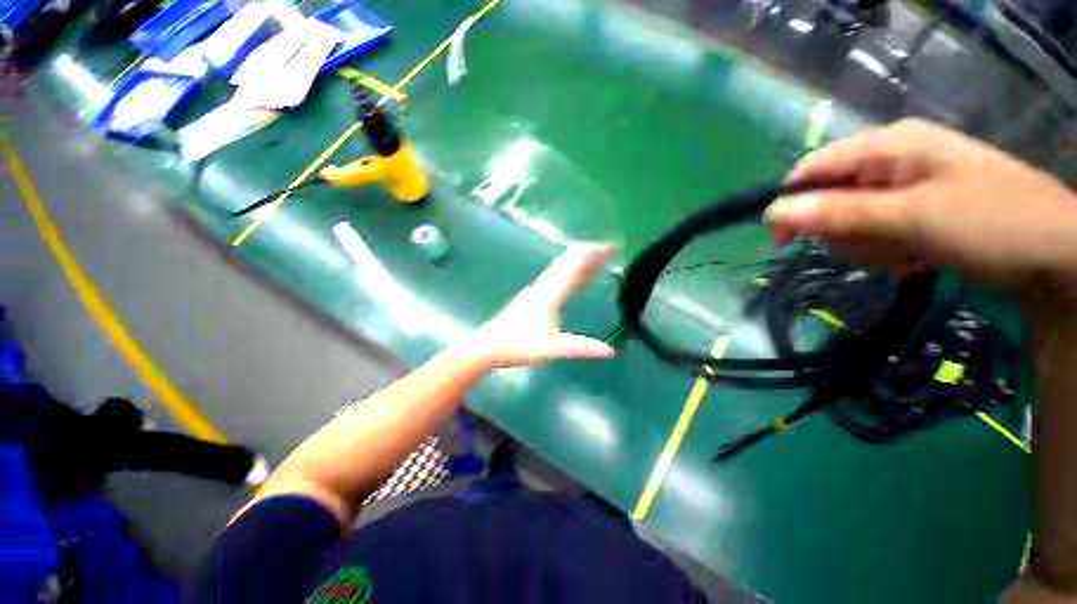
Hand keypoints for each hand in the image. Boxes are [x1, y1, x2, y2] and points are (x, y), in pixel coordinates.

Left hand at [468, 244, 614, 368]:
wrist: (489, 346)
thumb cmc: (518, 346)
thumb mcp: (551, 349)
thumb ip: (579, 348)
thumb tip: (609, 351)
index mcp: (550, 295)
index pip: (575, 269)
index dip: (592, 256)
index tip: (609, 246)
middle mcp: (543, 287)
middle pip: (568, 263)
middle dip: (588, 253)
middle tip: (607, 248)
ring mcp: (536, 289)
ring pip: (560, 268)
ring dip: (577, 259)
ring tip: (592, 254)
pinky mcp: (531, 295)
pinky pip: (554, 274)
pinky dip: (566, 268)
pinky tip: (566, 271)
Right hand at [765, 119, 1076, 309]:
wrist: (1056, 254)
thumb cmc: (991, 222)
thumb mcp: (912, 217)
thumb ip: (841, 212)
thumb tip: (774, 212)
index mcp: (888, 145)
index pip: (813, 169)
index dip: (791, 204)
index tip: (782, 242)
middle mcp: (890, 159)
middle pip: (829, 198)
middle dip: (843, 231)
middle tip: (874, 249)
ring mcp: (904, 186)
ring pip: (850, 221)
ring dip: (866, 246)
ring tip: (903, 256)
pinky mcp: (914, 210)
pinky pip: (874, 232)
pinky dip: (884, 251)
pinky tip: (911, 259)